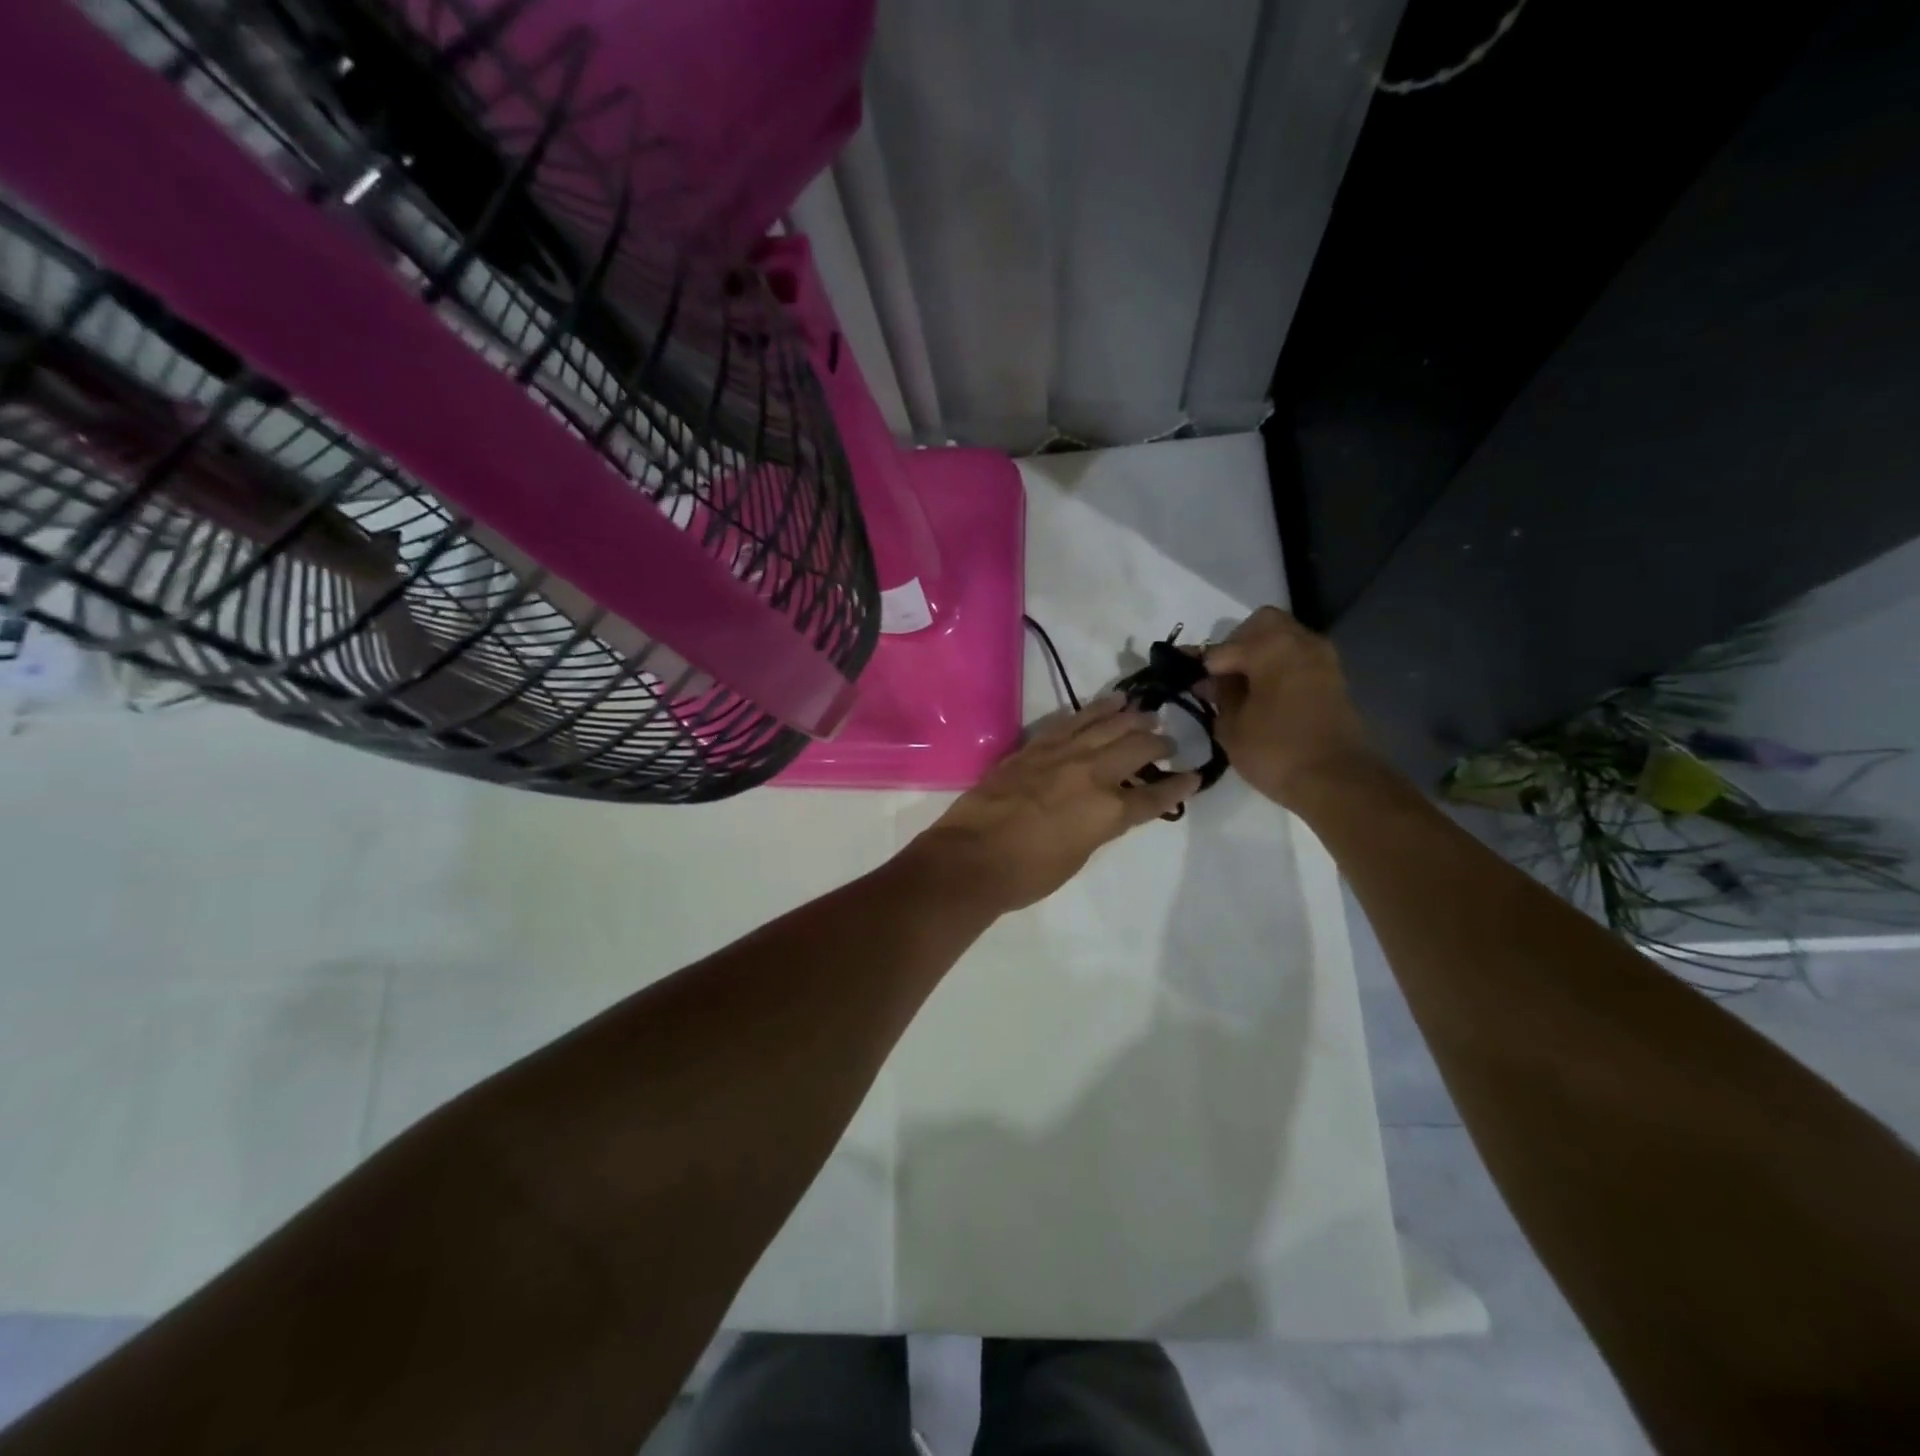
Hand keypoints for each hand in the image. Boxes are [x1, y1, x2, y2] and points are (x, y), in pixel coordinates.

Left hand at [905, 696, 1198, 911]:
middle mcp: (1091, 774)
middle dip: (1158, 743)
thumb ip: (1099, 826)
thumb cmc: (1026, 874)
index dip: (1178, 787)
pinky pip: (1072, 721)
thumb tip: (1108, 808)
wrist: (971, 858)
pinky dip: (1095, 709)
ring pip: (1106, 725)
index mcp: (1108, 812)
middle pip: (1136, 749)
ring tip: (1147, 712)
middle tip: (1168, 741)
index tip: (1194, 776)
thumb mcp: (1077, 856)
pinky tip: (1109, 703)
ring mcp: (1061, 755)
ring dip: (1131, 717)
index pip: (1154, 795)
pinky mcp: (1035, 746)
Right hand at [1204, 606, 1377, 808]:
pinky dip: (1279, 668)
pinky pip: (1299, 659)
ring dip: (1261, 656)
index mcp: (1271, 647)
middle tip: (1222, 676)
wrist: (1337, 781)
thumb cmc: (1275, 751)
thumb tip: (1210, 681)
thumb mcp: (1231, 727)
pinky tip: (1265, 696)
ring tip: (1242, 688)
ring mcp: (1323, 660)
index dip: (1202, 666)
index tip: (1190, 683)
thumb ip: (1219, 696)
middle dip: (1238, 644)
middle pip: (1262, 625)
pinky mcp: (1334, 680)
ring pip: (1284, 639)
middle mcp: (1300, 642)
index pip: (1223, 648)